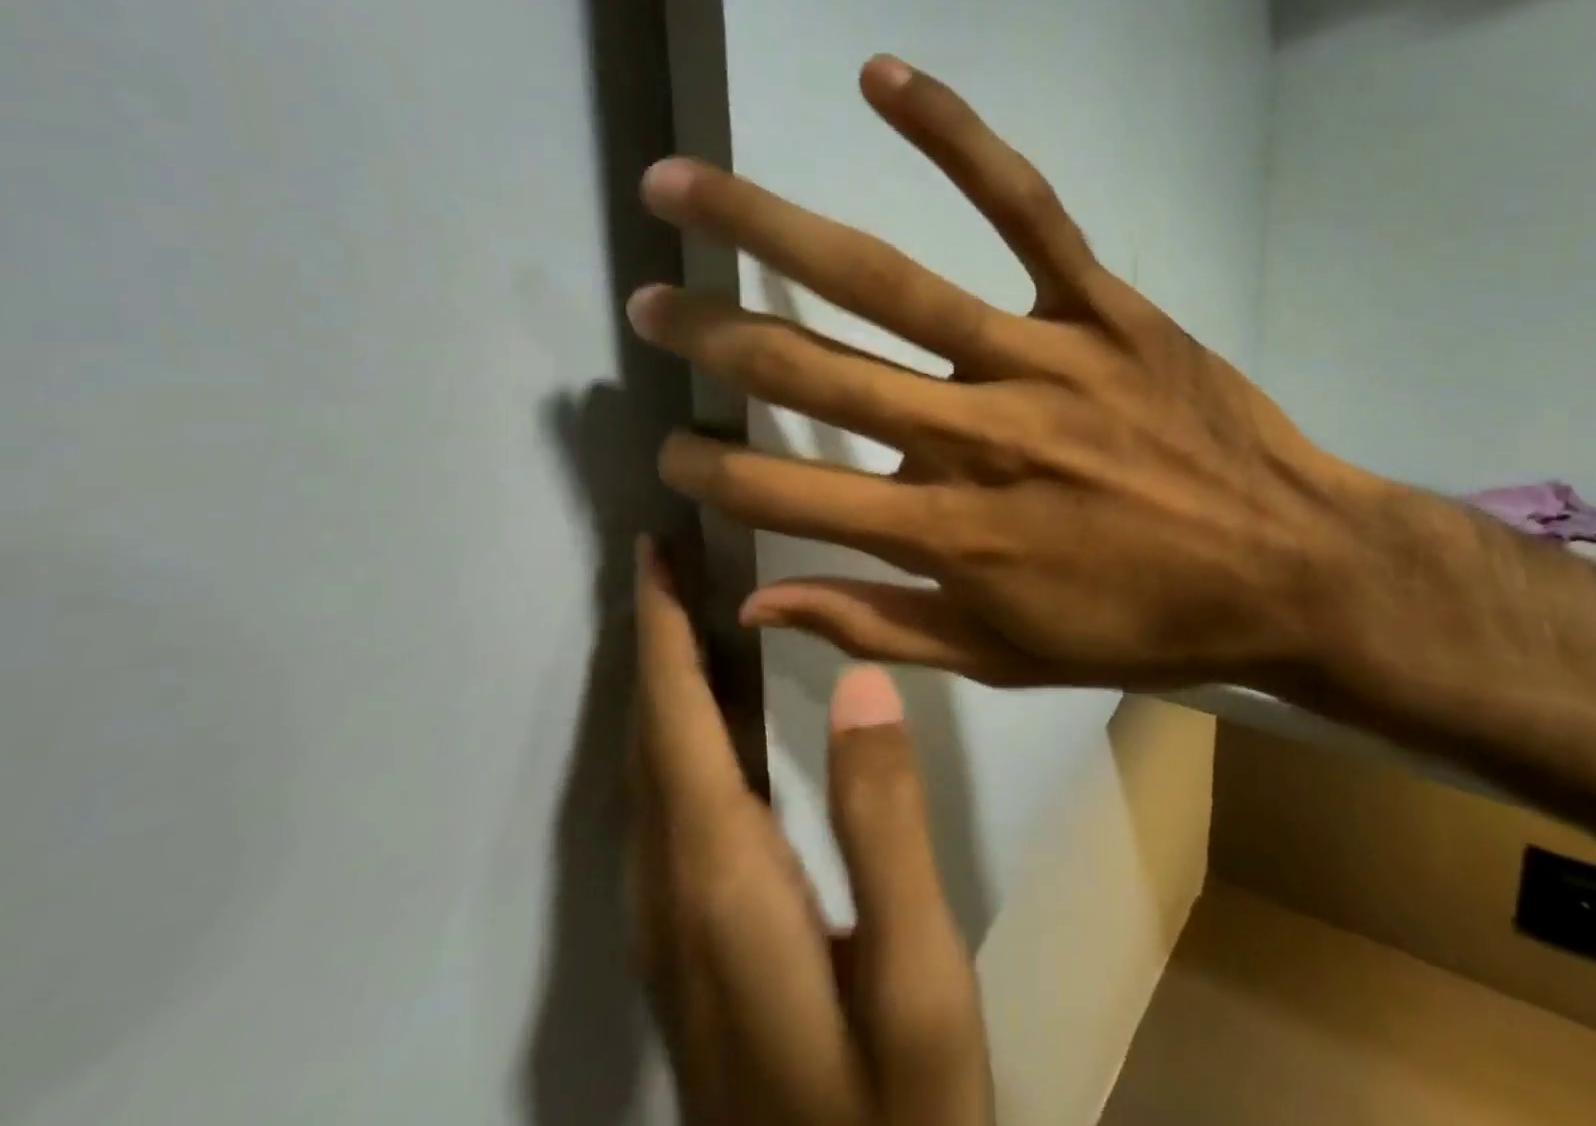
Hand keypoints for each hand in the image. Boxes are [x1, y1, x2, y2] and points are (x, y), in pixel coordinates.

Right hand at [628, 57, 1375, 688]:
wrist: (1287, 569)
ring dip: (771, 227)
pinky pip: (1023, 208)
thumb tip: (755, 604)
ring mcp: (1037, 360)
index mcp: (949, 535)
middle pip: (813, 372)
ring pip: (888, 283)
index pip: (789, 494)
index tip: (668, 445)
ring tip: (682, 186)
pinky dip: (955, 137)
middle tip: (647, 304)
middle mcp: (974, 438)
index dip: (714, 468)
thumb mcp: (1008, 657)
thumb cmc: (1145, 623)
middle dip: (712, 336)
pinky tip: (881, 78)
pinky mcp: (1100, 306)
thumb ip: (878, 626)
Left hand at [630, 541, 992, 1125]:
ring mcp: (675, 930)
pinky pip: (671, 805)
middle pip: (651, 739)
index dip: (662, 632)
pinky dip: (682, 732)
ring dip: (666, 680)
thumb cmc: (895, 1120)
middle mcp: (674, 895)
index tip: (654, 554)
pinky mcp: (695, 946)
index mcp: (721, 882)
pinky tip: (717, 716)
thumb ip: (885, 822)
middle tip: (672, 559)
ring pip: (653, 772)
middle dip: (655, 638)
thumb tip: (859, 681)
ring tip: (693, 611)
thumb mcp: (917, 976)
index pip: (677, 724)